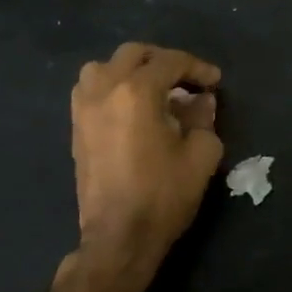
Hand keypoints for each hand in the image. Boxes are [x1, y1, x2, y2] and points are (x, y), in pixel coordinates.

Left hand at [68, 43, 223, 291]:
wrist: (119, 237)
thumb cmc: (163, 195)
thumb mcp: (201, 155)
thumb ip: (203, 118)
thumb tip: (201, 100)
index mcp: (137, 92)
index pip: (170, 62)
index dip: (197, 68)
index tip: (214, 82)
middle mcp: (105, 90)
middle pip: (134, 54)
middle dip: (164, 61)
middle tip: (186, 80)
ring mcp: (84, 108)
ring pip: (104, 67)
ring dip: (131, 70)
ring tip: (154, 89)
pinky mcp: (76, 127)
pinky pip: (91, 89)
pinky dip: (112, 86)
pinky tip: (131, 107)